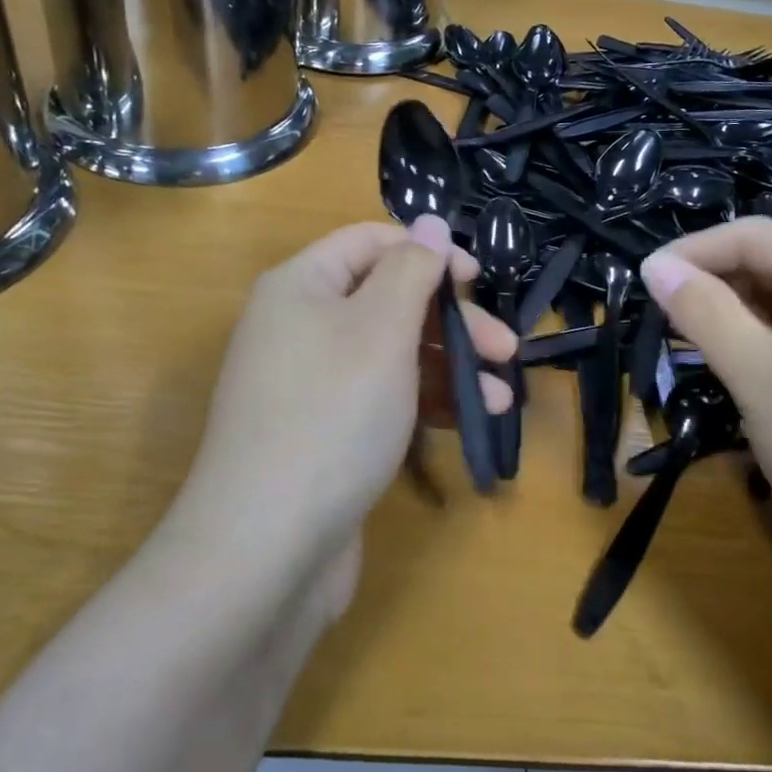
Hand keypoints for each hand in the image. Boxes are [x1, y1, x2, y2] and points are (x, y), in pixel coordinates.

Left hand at [175, 217, 514, 606]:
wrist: (266, 547)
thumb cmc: (332, 415)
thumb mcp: (381, 328)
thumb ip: (412, 269)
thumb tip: (430, 223)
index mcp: (300, 286)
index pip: (369, 242)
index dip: (427, 252)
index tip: (478, 280)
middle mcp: (299, 327)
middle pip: (387, 300)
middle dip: (450, 321)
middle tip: (505, 349)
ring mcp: (310, 384)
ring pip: (391, 354)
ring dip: (449, 367)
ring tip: (499, 397)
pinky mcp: (324, 434)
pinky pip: (381, 398)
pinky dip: (425, 402)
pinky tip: (470, 420)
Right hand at [639, 218, 771, 572]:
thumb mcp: (757, 376)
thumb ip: (703, 313)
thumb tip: (654, 266)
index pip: (751, 235)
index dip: (690, 253)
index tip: (643, 285)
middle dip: (718, 285)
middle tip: (669, 326)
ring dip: (747, 316)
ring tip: (707, 352)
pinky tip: (762, 375)